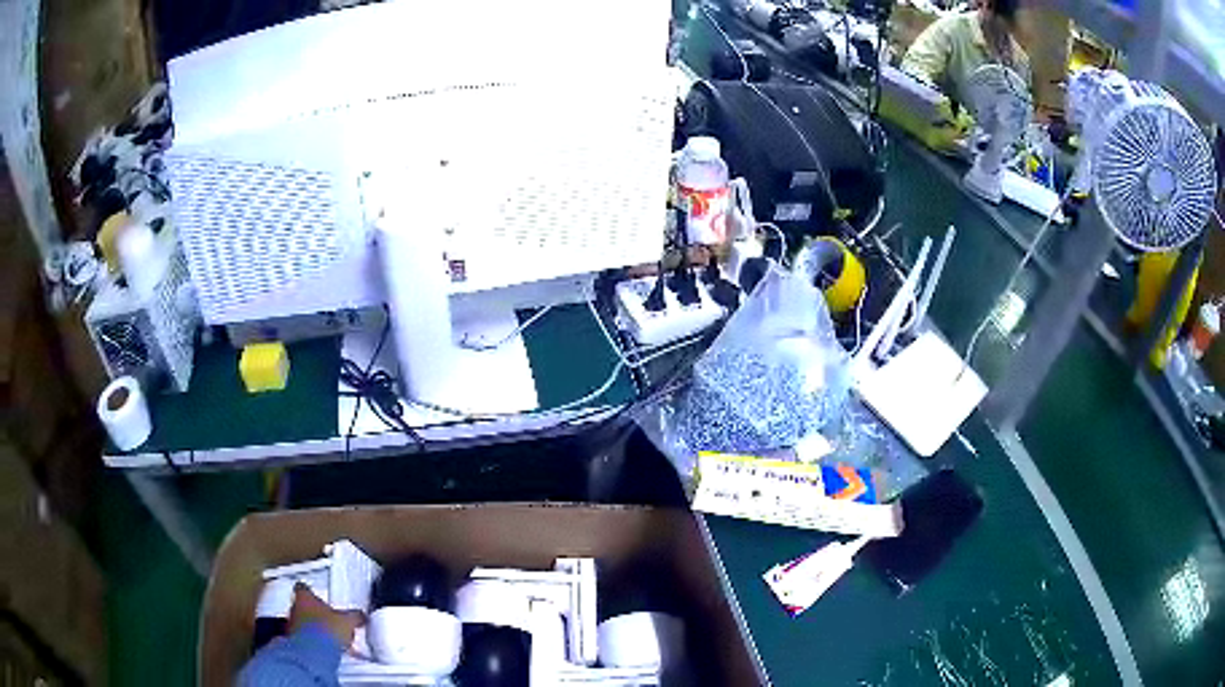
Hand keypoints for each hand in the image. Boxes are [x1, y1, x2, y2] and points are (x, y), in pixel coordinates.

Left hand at [287, 583, 364, 647]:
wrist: (313, 652)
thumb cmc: (325, 630)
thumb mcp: (348, 621)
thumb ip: (354, 616)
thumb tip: (361, 616)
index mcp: (304, 596)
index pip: (303, 587)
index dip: (310, 591)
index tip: (316, 594)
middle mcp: (294, 608)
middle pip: (302, 606)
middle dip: (315, 613)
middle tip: (328, 619)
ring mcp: (292, 625)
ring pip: (302, 623)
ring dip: (314, 629)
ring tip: (330, 638)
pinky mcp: (294, 642)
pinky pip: (304, 639)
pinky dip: (314, 643)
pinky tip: (327, 650)